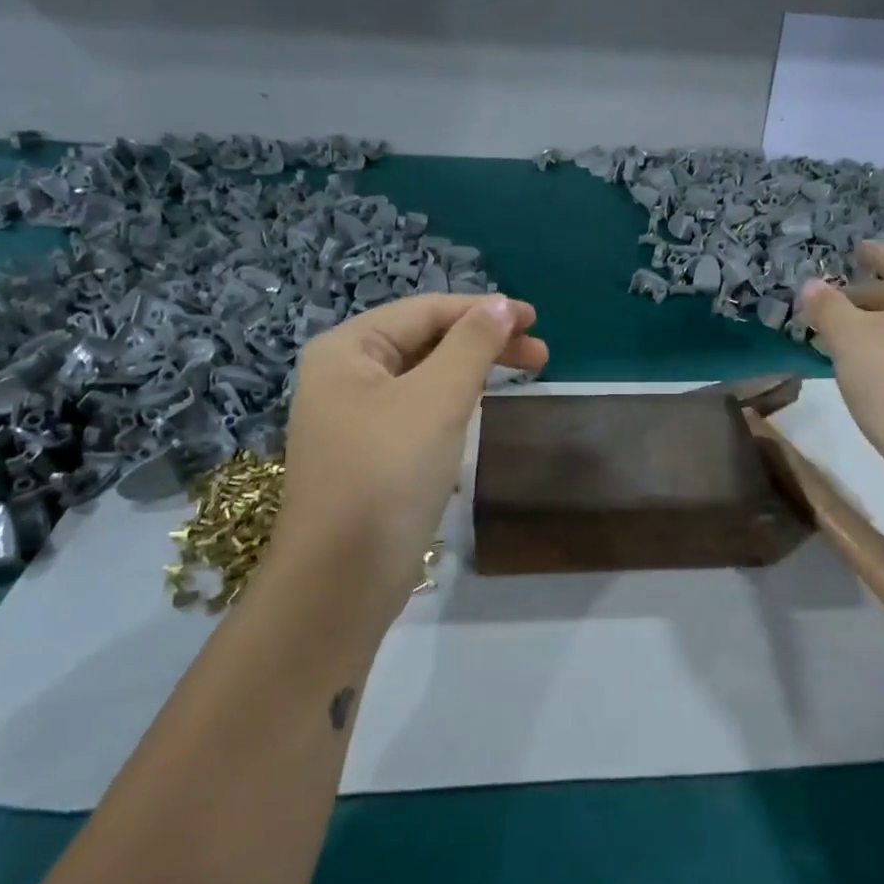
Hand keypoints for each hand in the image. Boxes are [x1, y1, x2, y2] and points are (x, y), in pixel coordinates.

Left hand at [267, 293, 547, 632]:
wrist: (342, 578)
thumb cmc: (387, 474)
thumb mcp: (436, 400)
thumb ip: (472, 345)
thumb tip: (502, 305)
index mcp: (348, 350)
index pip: (425, 311)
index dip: (483, 310)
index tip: (536, 320)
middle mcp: (344, 376)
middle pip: (425, 341)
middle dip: (483, 343)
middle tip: (541, 356)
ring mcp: (354, 418)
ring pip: (424, 377)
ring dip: (473, 372)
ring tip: (523, 378)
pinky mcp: (370, 455)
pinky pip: (418, 411)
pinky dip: (453, 403)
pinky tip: (478, 411)